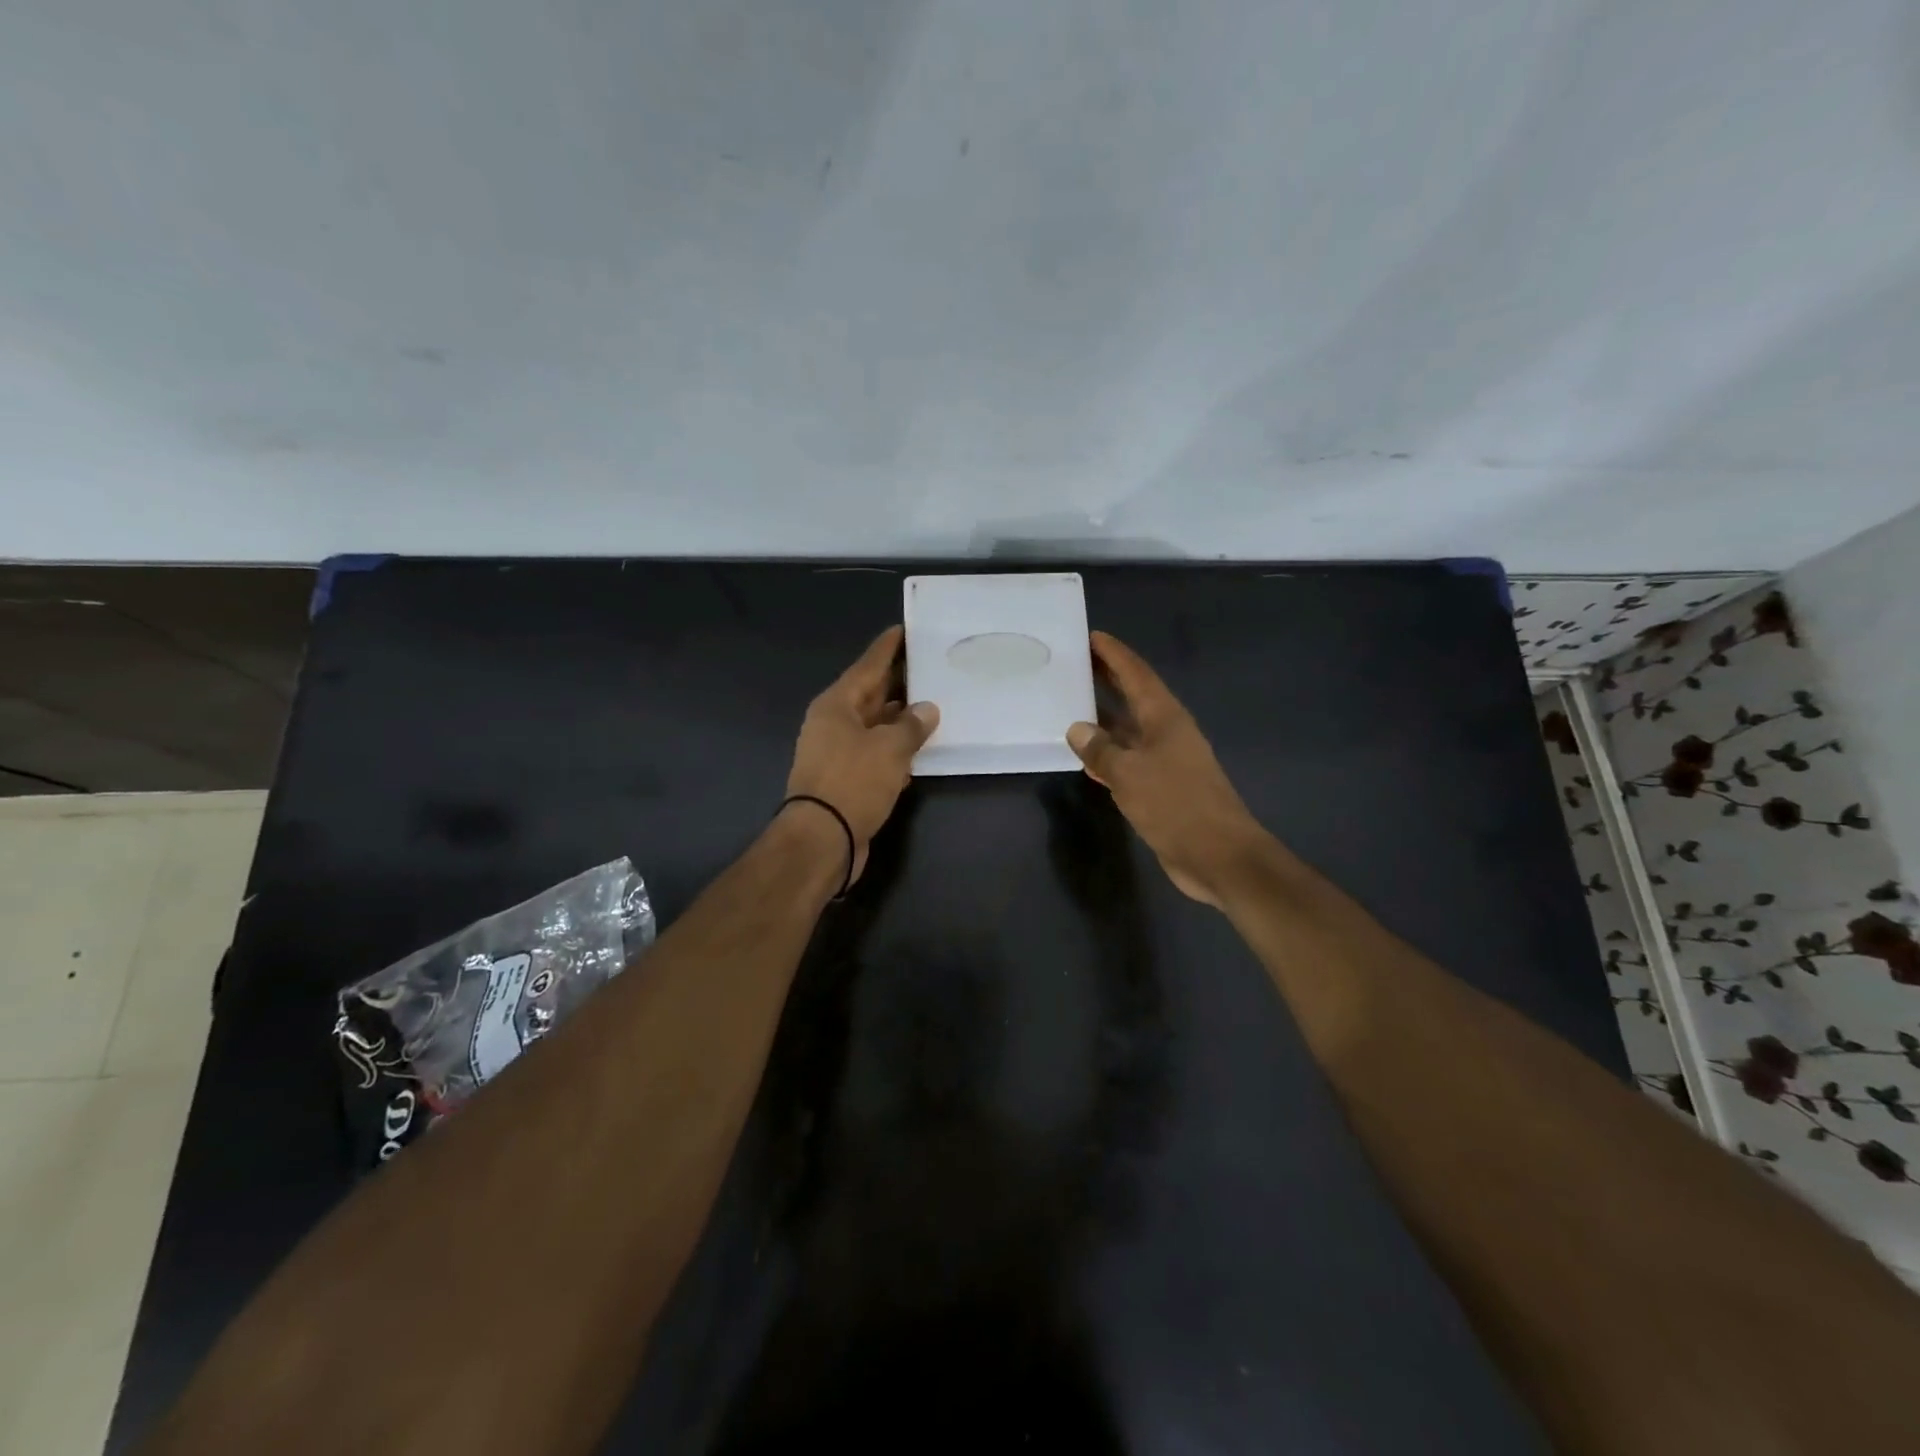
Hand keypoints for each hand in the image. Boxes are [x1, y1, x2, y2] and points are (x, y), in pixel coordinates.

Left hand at [786, 626, 938, 884]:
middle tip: (927, 665)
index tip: (902, 630)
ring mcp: (838, 754)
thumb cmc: (853, 782)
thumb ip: (911, 726)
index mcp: (836, 706)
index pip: (867, 667)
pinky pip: (875, 754)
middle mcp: (834, 724)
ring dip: (900, 719)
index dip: (886, 649)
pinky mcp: (846, 780)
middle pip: (871, 695)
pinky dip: (895, 750)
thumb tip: (927, 709)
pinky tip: (918, 749)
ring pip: (875, 727)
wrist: (823, 840)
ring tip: (932, 704)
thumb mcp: (889, 749)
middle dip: (897, 682)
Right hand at [1066, 631, 1269, 906]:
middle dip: (1108, 680)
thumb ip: (1101, 750)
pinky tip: (1088, 760)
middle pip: (1134, 697)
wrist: (1219, 856)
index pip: (1136, 675)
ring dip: (1105, 719)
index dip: (1115, 655)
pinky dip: (1109, 755)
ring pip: (1129, 730)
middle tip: (1075, 664)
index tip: (1092, 636)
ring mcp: (1167, 761)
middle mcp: (1167, 733)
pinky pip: (1129, 761)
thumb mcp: (1129, 774)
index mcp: (1165, 718)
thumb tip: (1077, 728)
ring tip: (1071, 706)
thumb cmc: (1176, 805)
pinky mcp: (1163, 788)